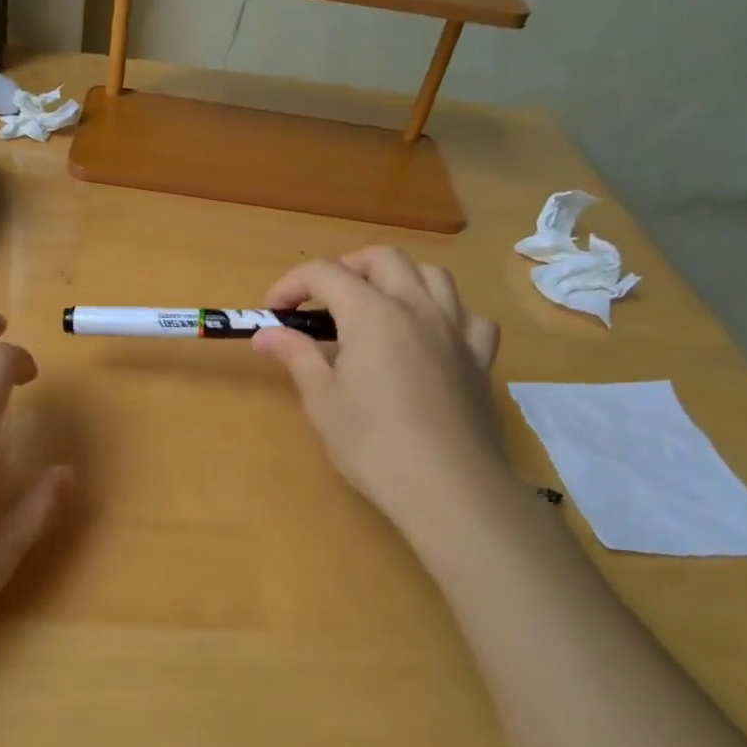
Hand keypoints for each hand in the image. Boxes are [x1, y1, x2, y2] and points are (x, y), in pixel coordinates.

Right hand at [252, 247, 510, 534]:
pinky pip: (469, 315)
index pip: (325, 273)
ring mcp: (456, 329)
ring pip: (432, 274)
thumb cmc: (374, 445)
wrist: (449, 487)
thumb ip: (297, 356)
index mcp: (372, 314)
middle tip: (323, 301)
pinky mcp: (481, 358)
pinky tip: (434, 336)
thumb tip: (265, 334)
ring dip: (399, 278)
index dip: (292, 284)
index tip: (275, 312)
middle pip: (382, 258)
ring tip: (378, 306)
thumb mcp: (323, 401)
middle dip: (346, 268)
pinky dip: (447, 313)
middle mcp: (417, 307)